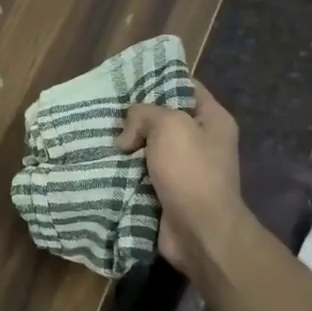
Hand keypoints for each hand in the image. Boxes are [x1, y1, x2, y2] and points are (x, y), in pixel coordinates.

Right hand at [117, 79, 250, 275]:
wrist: (199, 231)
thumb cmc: (191, 171)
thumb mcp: (168, 125)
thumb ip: (143, 114)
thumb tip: (127, 137)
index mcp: (213, 120)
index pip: (186, 86)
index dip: (159, 79)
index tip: (128, 80)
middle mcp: (202, 141)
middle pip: (163, 118)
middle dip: (136, 116)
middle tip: (106, 111)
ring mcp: (186, 169)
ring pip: (149, 147)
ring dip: (127, 146)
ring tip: (98, 136)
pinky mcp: (169, 191)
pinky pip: (142, 173)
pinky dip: (125, 170)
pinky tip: (102, 162)